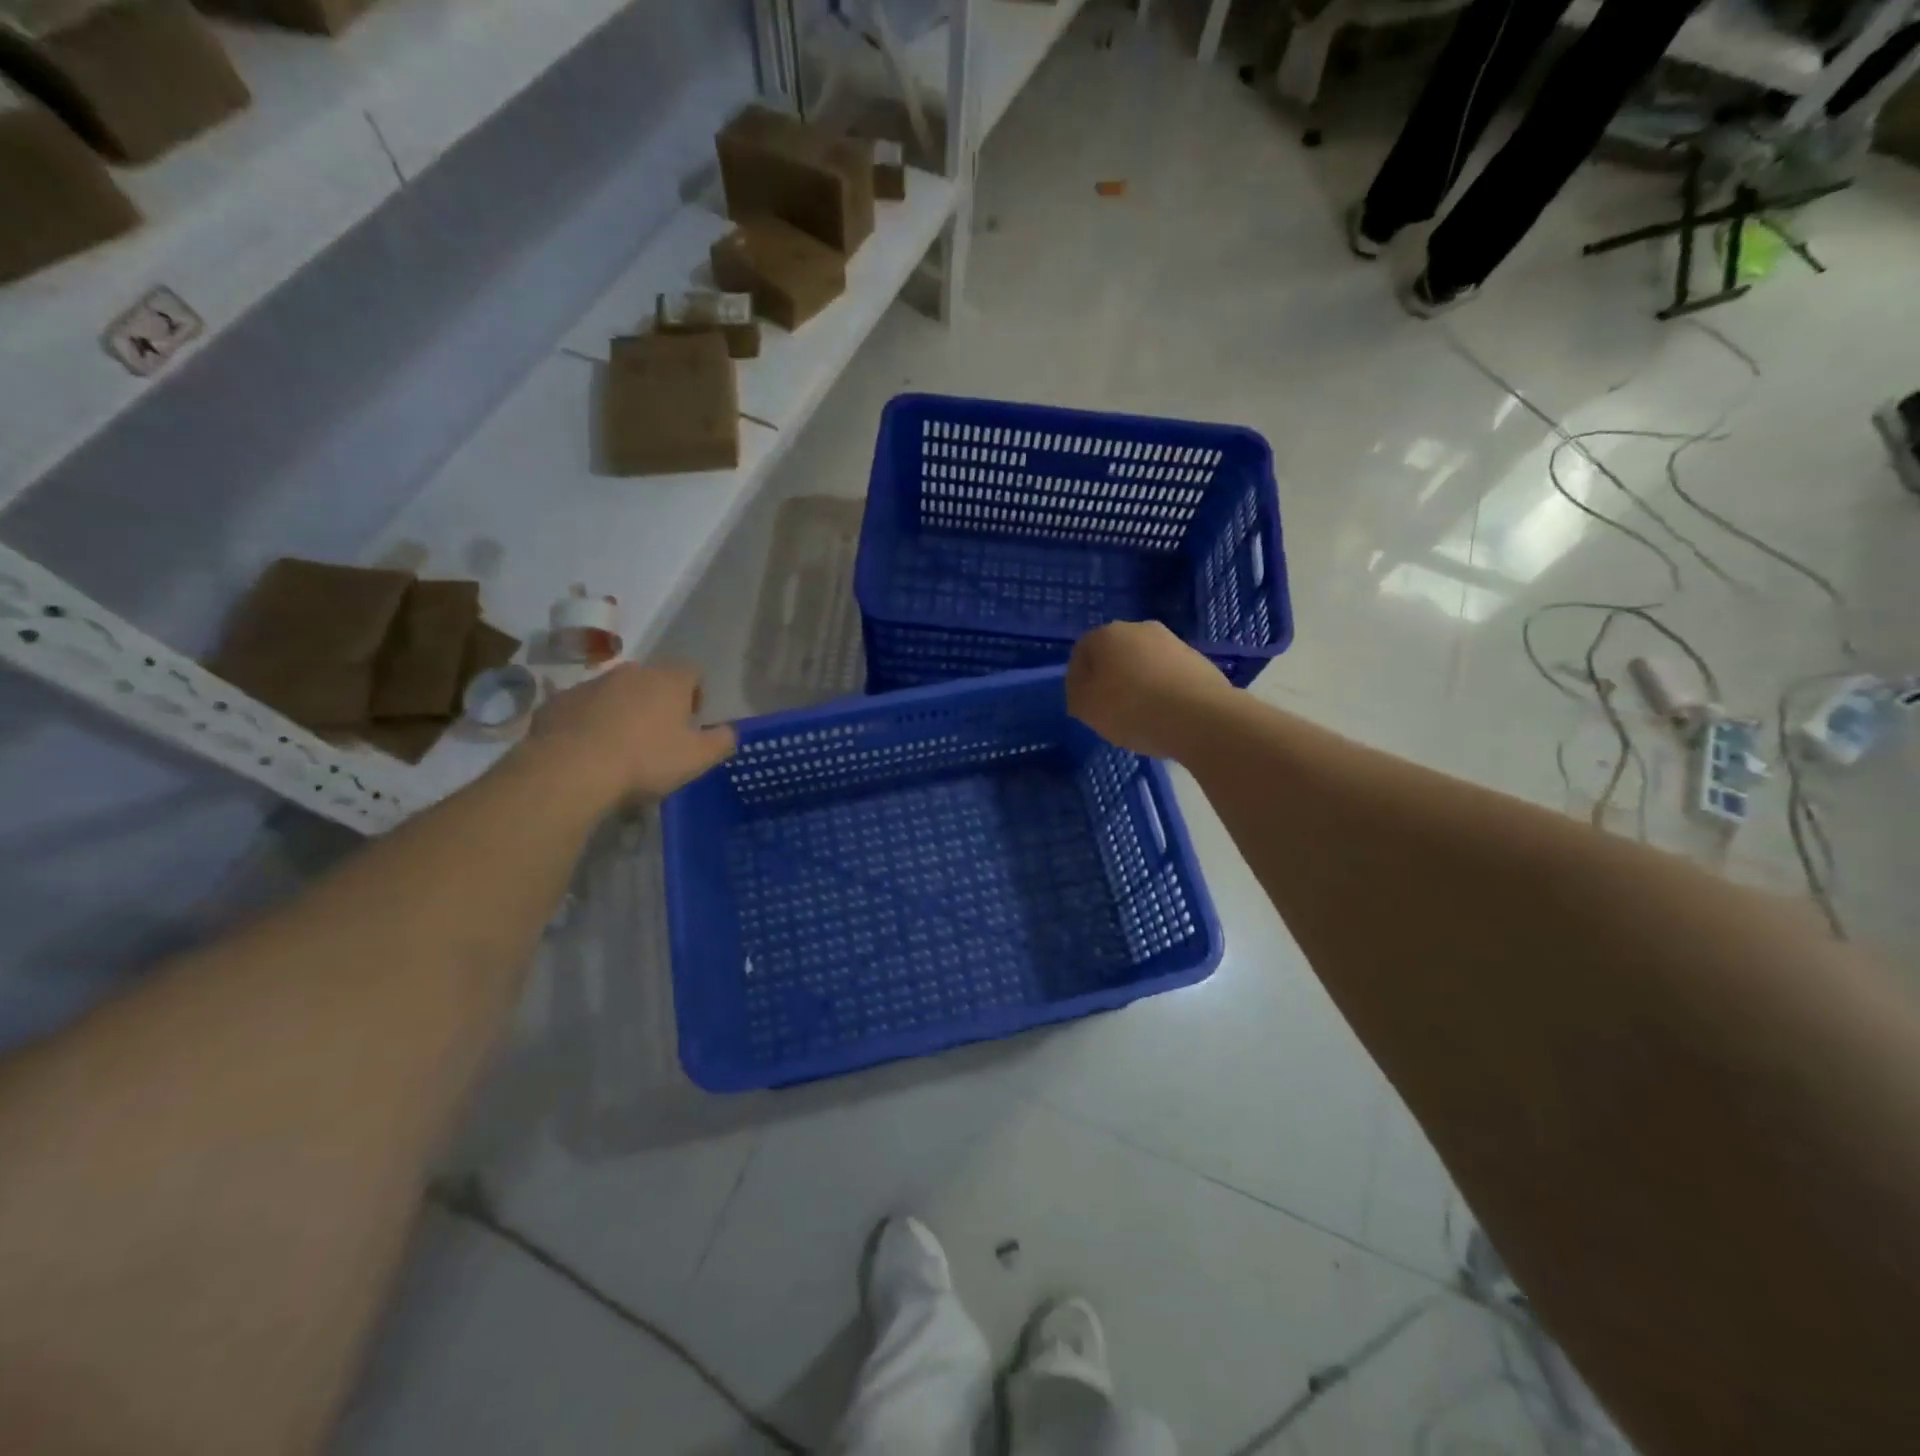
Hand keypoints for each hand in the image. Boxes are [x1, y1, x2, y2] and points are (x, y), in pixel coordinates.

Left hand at [524, 663, 735, 802]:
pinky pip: (583, 709)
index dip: (696, 694)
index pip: (693, 672)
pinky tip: (590, 751)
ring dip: (623, 711)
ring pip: (616, 692)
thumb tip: (730, 731)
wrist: (570, 769)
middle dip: (658, 702)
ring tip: (621, 746)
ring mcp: (590, 684)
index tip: (691, 721)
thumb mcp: (698, 758)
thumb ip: (722, 741)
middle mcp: (630, 672)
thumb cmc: (646, 760)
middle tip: (658, 736)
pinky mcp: (557, 702)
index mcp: (668, 680)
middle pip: (652, 680)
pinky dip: (590, 723)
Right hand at [1066, 621, 1233, 760]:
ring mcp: (1173, 642)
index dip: (1077, 680)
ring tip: (1139, 716)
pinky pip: (1168, 675)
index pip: (1081, 652)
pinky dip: (1162, 690)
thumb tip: (1083, 689)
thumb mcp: (1087, 708)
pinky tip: (1164, 715)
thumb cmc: (1132, 709)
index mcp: (1107, 634)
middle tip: (1108, 709)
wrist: (1201, 717)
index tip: (1082, 705)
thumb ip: (1077, 695)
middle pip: (1114, 654)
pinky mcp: (1198, 660)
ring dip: (1137, 683)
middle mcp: (1140, 628)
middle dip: (1109, 678)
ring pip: (1143, 663)